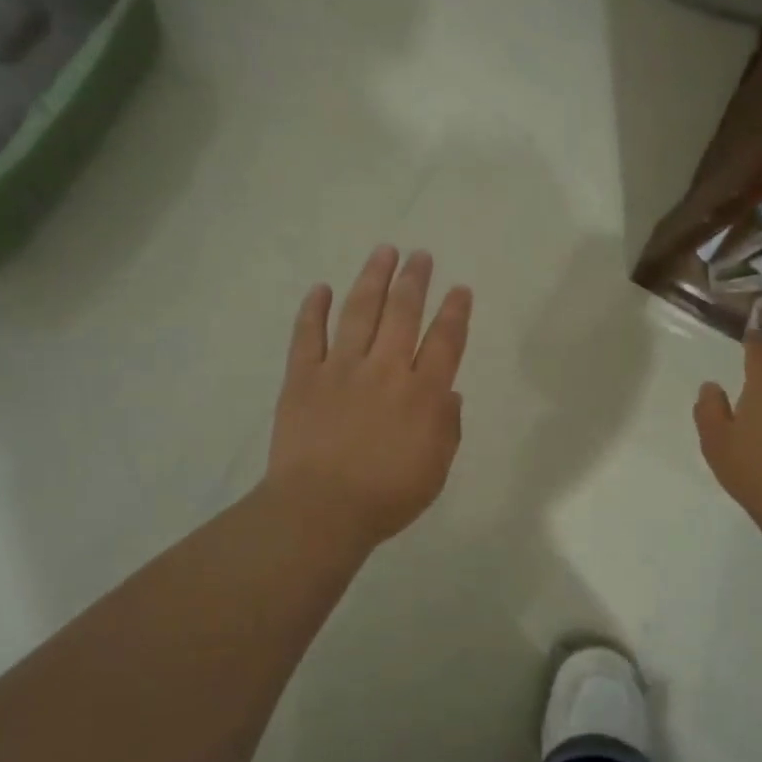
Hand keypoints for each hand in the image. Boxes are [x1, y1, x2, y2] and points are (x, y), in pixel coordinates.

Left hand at [264, 245, 472, 551]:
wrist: (321, 510)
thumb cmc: (387, 497)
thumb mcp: (435, 470)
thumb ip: (447, 428)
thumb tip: (449, 393)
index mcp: (423, 394)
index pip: (445, 341)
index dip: (455, 312)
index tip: (459, 289)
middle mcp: (385, 370)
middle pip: (403, 313)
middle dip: (414, 281)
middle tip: (420, 256)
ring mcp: (341, 369)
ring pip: (359, 312)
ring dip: (373, 279)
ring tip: (383, 252)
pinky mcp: (303, 378)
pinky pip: (307, 336)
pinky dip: (313, 310)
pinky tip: (319, 289)